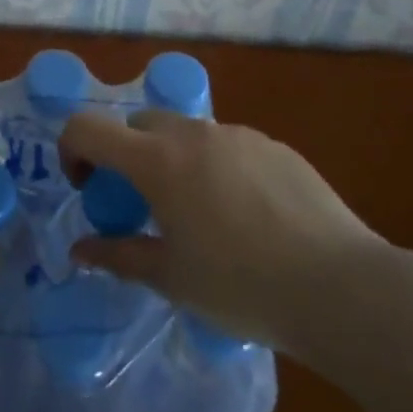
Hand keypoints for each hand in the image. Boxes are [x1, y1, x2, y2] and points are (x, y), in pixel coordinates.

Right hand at [58, 109, 382, 344]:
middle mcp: (192, 133)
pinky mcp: (274, 145)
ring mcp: (237, 134)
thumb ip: (119, 257)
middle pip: (138, 125)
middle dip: (126, 156)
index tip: (85, 189)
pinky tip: (246, 215)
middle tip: (141, 205)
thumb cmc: (243, 286)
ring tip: (198, 213)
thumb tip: (80, 250)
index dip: (72, 150)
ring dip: (172, 160)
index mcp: (157, 161)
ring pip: (185, 132)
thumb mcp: (172, 278)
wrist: (340, 286)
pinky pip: (227, 145)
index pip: (88, 128)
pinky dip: (215, 166)